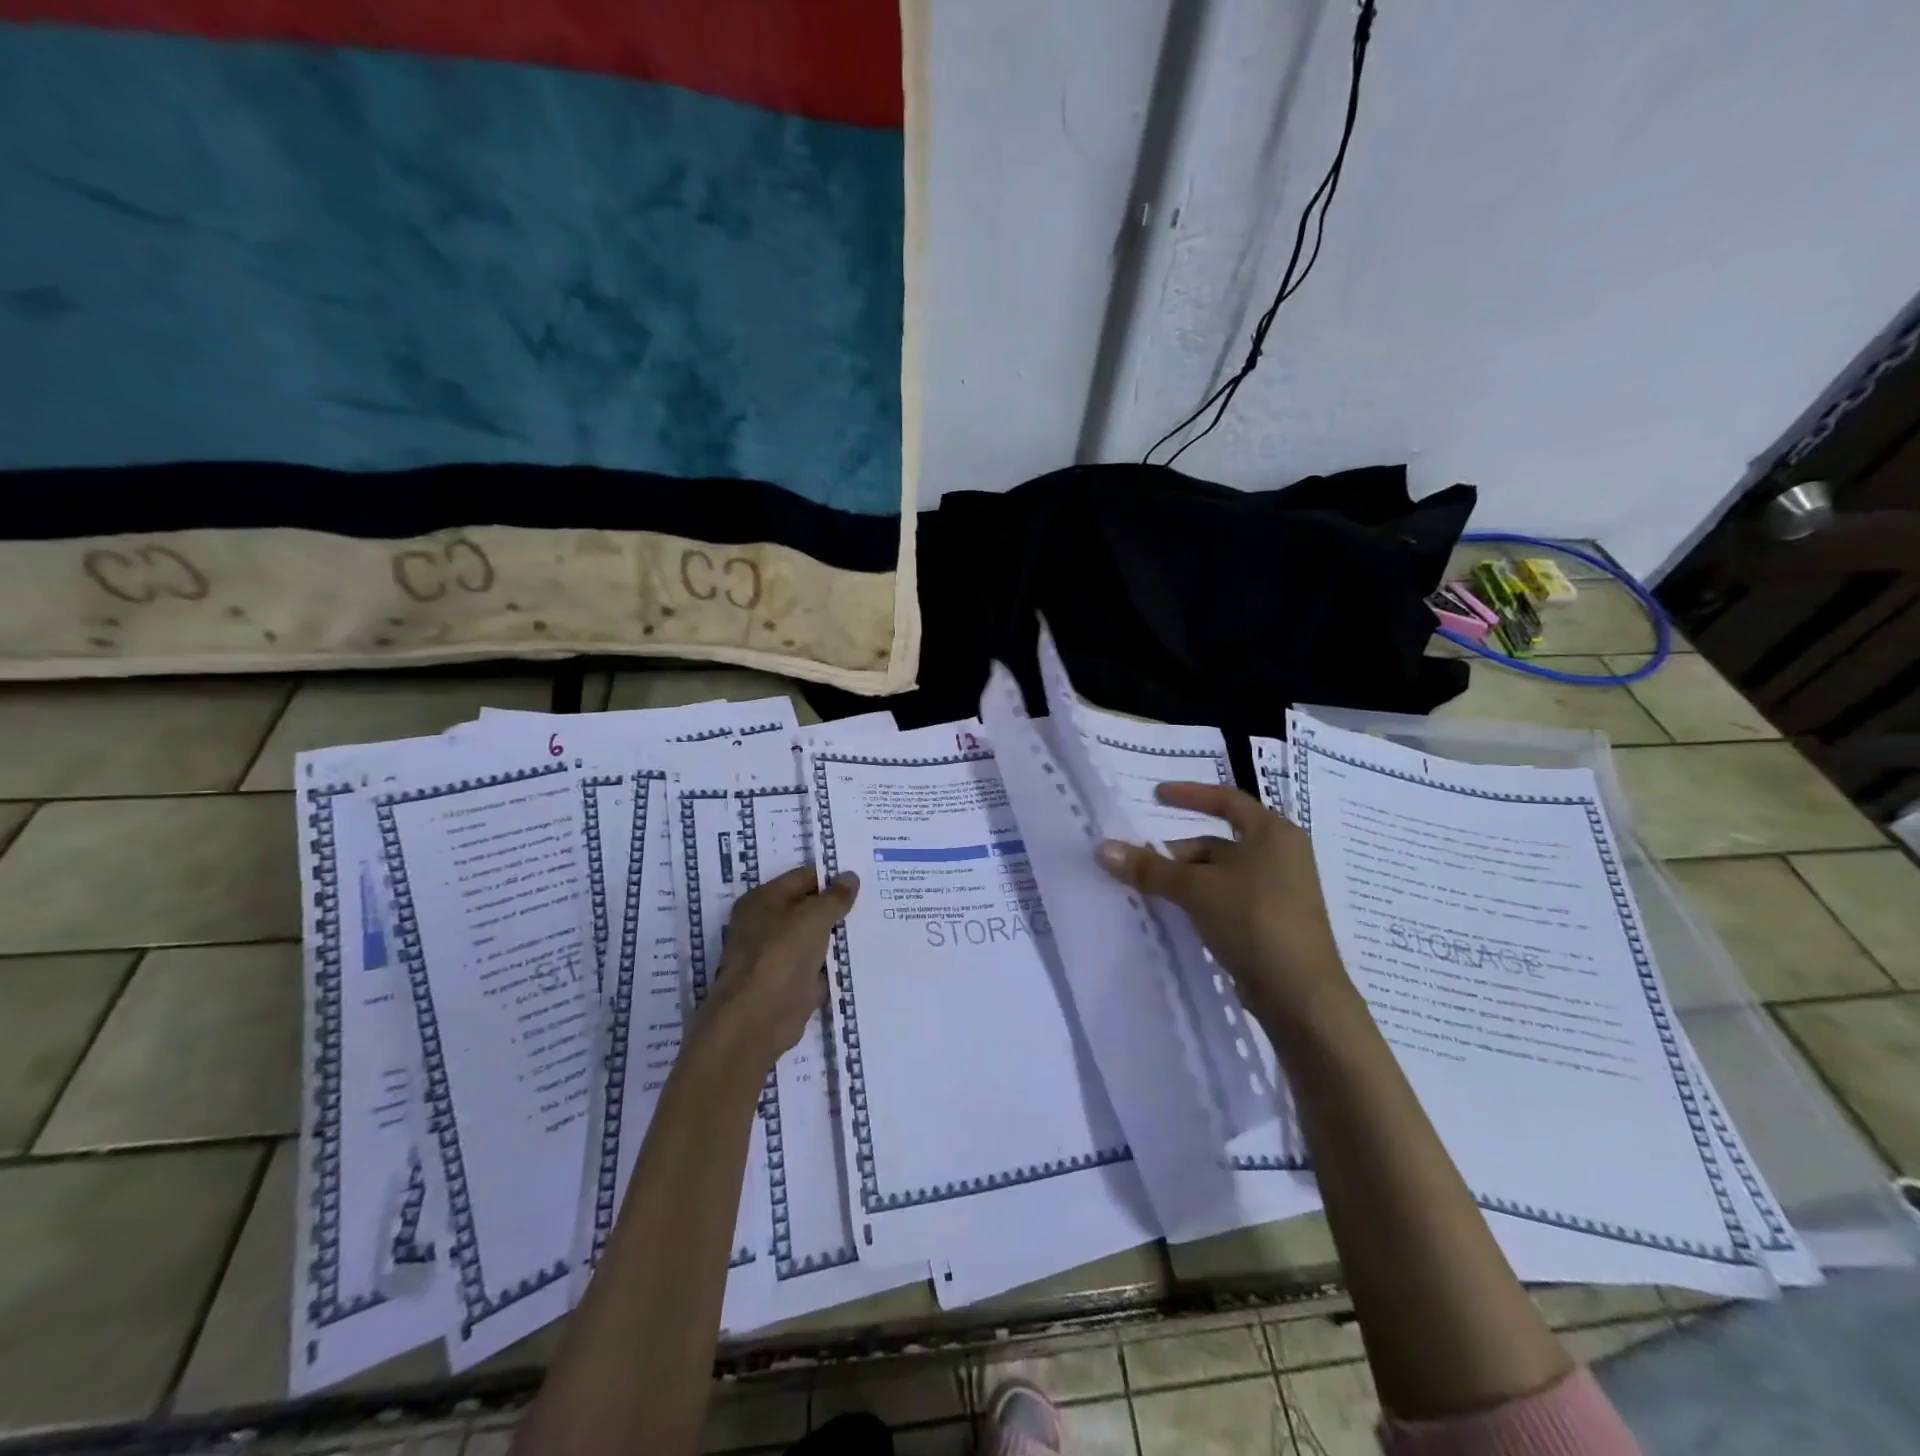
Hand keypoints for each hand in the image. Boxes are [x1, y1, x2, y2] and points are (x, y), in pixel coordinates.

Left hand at [698, 865, 859, 1072]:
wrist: (757, 1020)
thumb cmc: (780, 955)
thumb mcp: (813, 917)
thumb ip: (834, 897)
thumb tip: (850, 877)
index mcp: (763, 900)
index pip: (803, 877)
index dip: (831, 877)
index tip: (863, 879)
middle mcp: (765, 924)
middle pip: (807, 908)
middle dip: (836, 907)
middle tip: (874, 900)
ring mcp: (776, 956)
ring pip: (814, 938)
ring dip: (837, 936)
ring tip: (875, 924)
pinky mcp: (788, 984)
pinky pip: (817, 966)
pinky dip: (833, 965)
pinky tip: (861, 957)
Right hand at [1096, 782, 1349, 1023]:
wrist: (1301, 996)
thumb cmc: (1254, 920)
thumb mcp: (1195, 889)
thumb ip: (1149, 868)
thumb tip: (1102, 848)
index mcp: (1273, 833)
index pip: (1226, 800)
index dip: (1189, 795)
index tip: (1155, 796)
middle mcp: (1280, 856)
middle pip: (1216, 843)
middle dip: (1176, 853)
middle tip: (1138, 865)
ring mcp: (1279, 892)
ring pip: (1219, 875)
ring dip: (1184, 880)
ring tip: (1148, 893)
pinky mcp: (1272, 923)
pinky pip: (1227, 899)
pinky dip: (1199, 901)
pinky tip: (1175, 916)